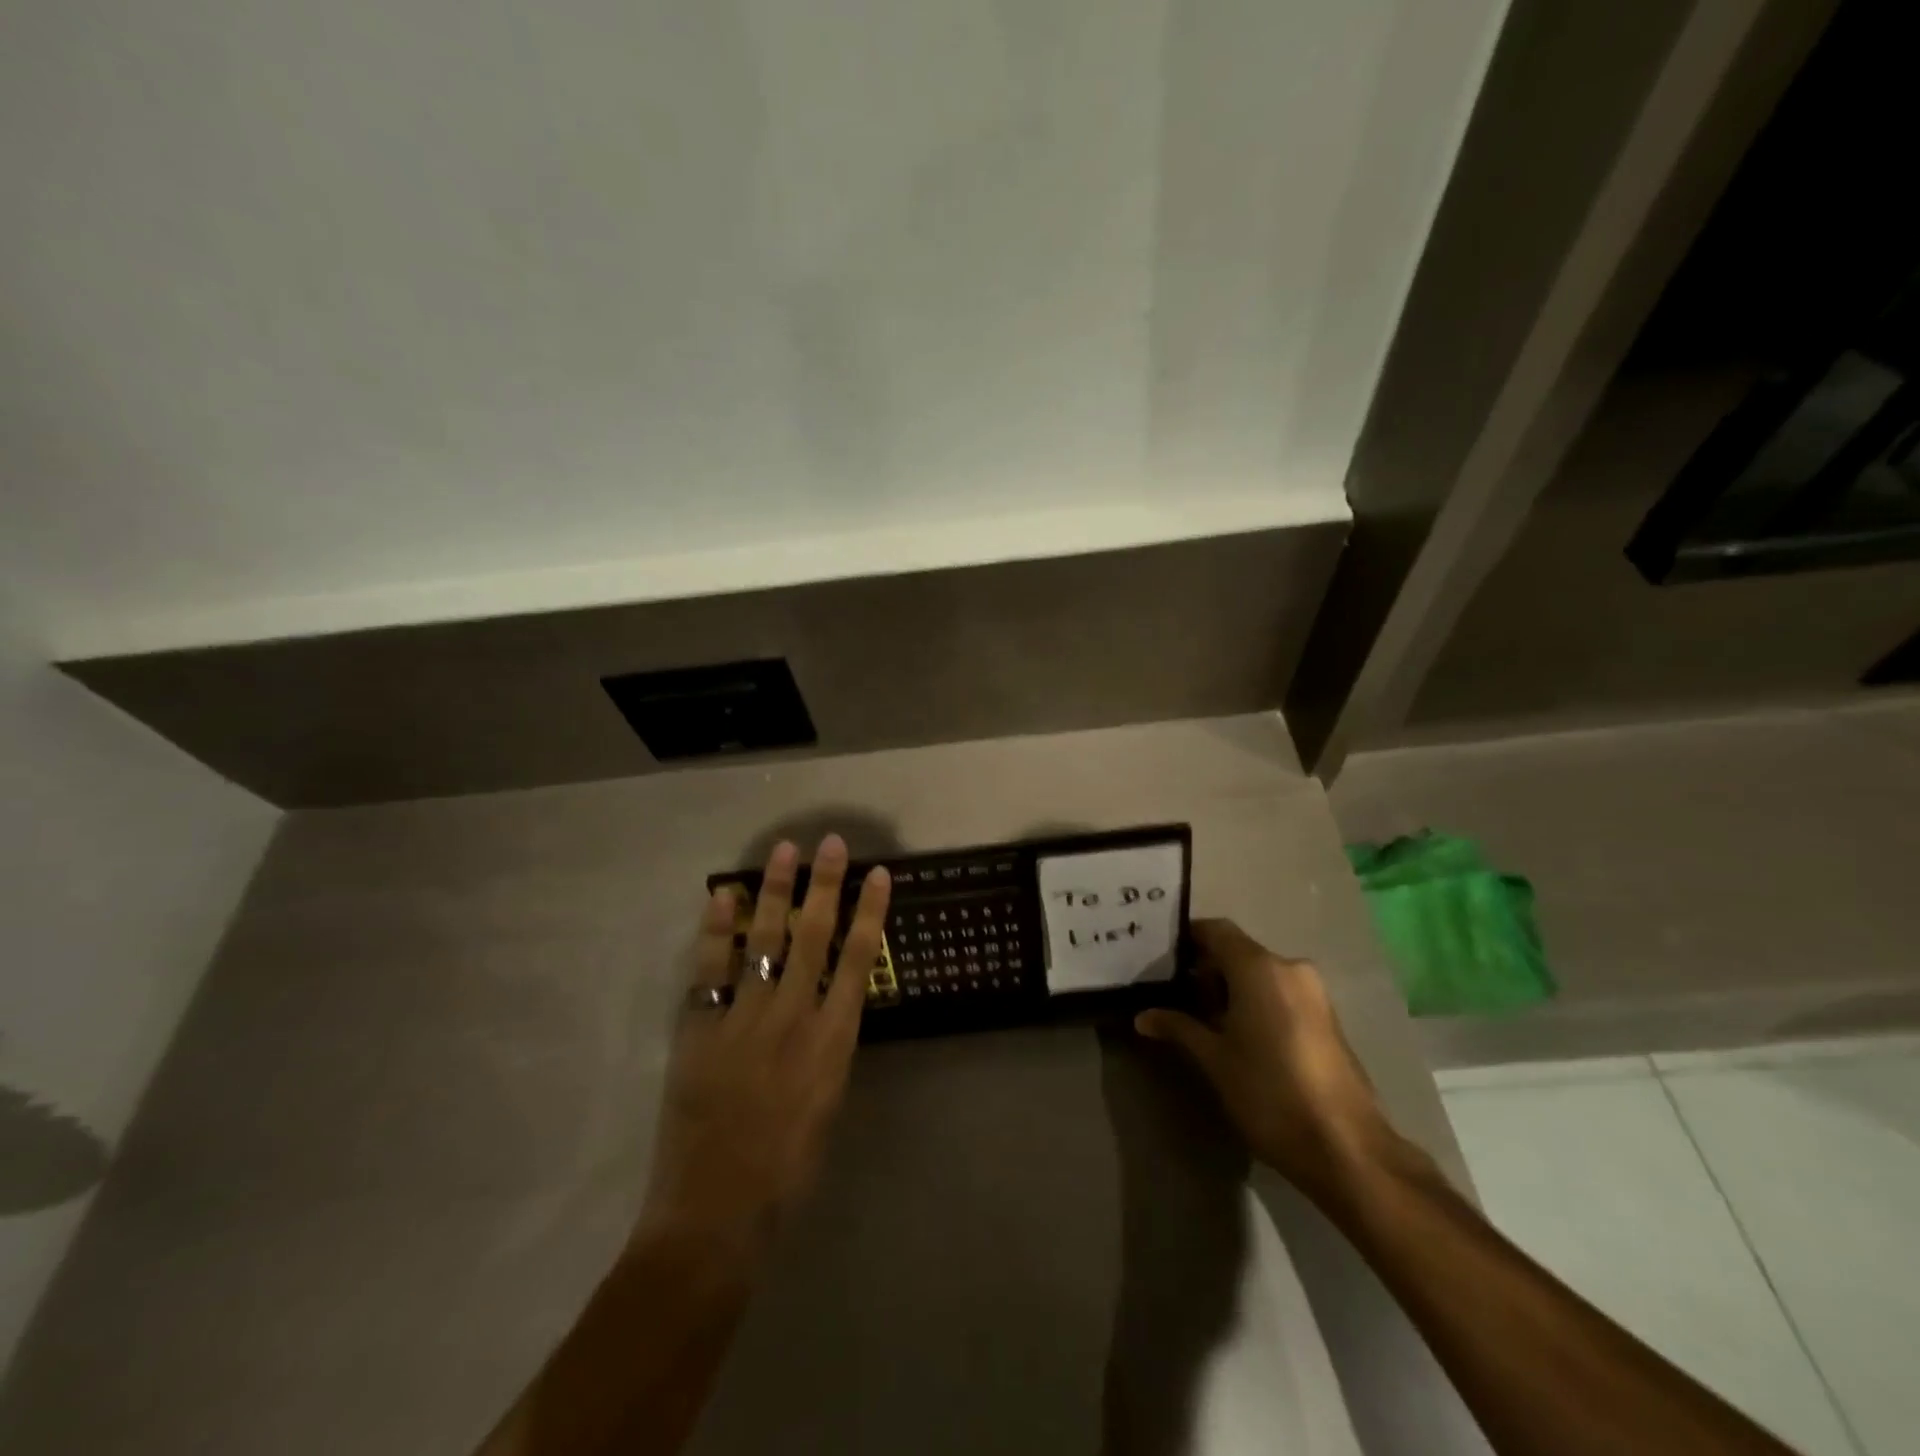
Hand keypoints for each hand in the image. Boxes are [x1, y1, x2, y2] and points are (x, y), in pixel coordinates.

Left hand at [636, 835, 890, 1262]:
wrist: (715, 1213)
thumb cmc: (787, 1170)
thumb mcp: (828, 1103)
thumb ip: (828, 1049)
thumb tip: (825, 1006)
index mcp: (832, 1042)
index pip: (858, 961)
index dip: (870, 913)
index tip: (879, 875)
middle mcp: (792, 1018)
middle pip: (814, 937)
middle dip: (825, 886)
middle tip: (831, 843)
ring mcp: (744, 1020)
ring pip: (765, 940)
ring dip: (775, 892)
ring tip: (784, 851)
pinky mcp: (701, 1029)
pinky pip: (710, 969)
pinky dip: (716, 930)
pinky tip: (722, 895)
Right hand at [1135, 919, 1397, 1207]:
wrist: (1347, 1149)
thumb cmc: (1269, 1093)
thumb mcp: (1214, 1060)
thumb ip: (1179, 1028)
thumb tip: (1142, 1016)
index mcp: (1259, 967)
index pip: (1215, 930)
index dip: (1186, 938)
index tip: (1159, 958)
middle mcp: (1289, 968)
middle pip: (1238, 951)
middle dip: (1205, 969)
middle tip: (1173, 994)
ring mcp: (1313, 993)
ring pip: (1260, 974)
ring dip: (1230, 988)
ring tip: (1202, 1018)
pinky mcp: (1326, 1018)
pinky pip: (1280, 993)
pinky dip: (1255, 1002)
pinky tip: (1238, 1035)